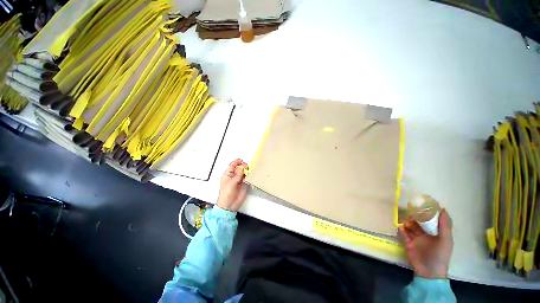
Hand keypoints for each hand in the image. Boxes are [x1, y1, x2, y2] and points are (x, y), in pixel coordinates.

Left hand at [217, 159, 248, 210]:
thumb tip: (243, 166)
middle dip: (243, 166)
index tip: (241, 161)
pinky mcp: (244, 184)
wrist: (229, 205)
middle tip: (246, 167)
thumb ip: (238, 174)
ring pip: (244, 172)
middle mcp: (234, 176)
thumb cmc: (226, 195)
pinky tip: (250, 176)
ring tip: (249, 171)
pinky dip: (250, 176)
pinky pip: (248, 178)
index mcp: (228, 174)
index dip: (237, 162)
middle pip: (240, 168)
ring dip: (247, 171)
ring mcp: (239, 180)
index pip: (232, 165)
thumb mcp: (231, 183)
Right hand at [398, 209, 452, 278]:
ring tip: (404, 220)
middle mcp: (426, 235)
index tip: (422, 204)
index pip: (431, 220)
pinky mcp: (408, 243)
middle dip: (414, 216)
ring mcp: (416, 239)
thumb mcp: (445, 240)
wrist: (428, 271)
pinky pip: (403, 234)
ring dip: (407, 222)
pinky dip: (401, 230)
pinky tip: (401, 227)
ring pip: (410, 227)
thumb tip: (443, 209)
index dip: (427, 212)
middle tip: (409, 210)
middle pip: (419, 222)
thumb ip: (445, 226)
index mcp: (436, 233)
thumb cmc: (440, 254)